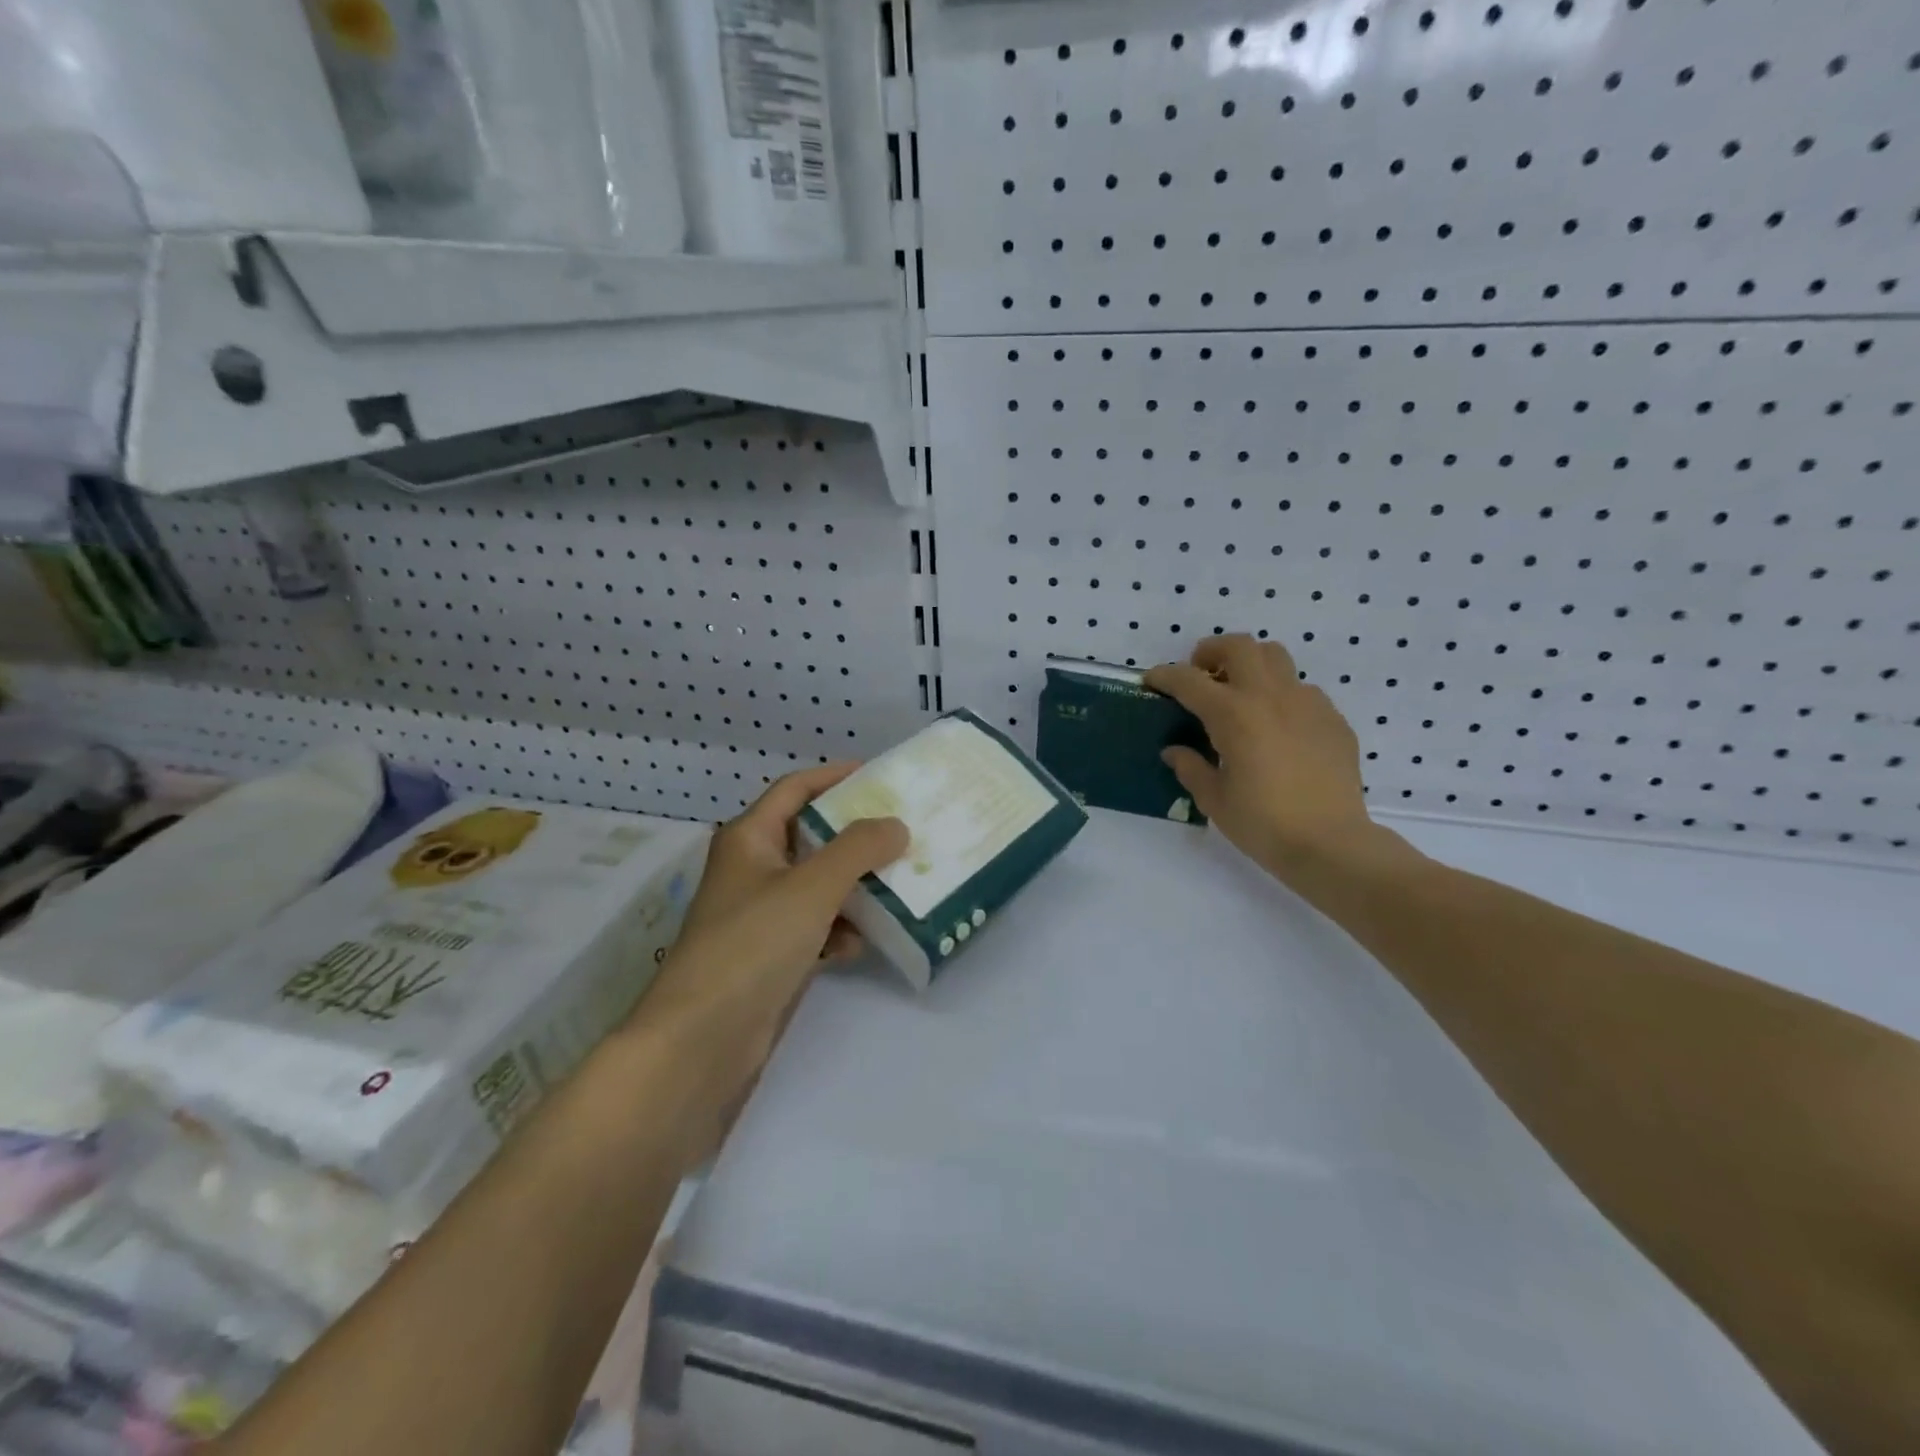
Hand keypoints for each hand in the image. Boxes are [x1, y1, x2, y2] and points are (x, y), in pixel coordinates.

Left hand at [628, 764, 906, 1156]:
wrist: (700, 1042)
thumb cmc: (753, 944)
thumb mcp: (811, 886)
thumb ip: (858, 849)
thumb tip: (895, 826)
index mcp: (749, 838)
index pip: (795, 789)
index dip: (835, 777)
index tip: (881, 776)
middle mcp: (752, 869)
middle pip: (811, 837)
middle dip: (855, 838)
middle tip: (902, 834)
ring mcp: (759, 915)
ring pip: (817, 885)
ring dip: (853, 887)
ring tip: (895, 888)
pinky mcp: (769, 955)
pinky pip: (814, 927)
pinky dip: (837, 930)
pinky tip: (857, 946)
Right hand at [1144, 635, 1397, 885]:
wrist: (1331, 844)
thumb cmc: (1263, 823)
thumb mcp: (1214, 799)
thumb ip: (1190, 767)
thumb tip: (1175, 750)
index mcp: (1233, 715)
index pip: (1189, 681)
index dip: (1165, 676)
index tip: (1152, 681)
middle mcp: (1269, 697)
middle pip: (1239, 647)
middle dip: (1212, 652)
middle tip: (1201, 674)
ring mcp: (1307, 703)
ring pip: (1276, 657)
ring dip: (1250, 664)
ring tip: (1240, 692)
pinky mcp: (1332, 719)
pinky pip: (1302, 690)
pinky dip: (1281, 696)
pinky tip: (1277, 728)